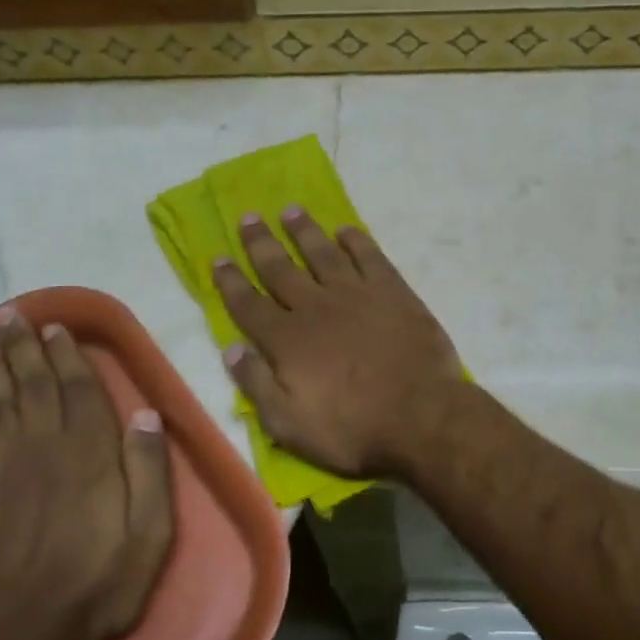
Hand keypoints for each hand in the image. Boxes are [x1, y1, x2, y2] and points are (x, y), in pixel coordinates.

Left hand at [0, 309, 173, 639]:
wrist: (18, 636)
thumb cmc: (97, 583)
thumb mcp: (150, 534)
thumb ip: (151, 471)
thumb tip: (146, 414)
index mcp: (89, 454)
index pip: (78, 390)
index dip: (67, 355)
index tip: (56, 327)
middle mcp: (42, 448)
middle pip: (32, 385)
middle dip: (23, 347)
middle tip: (13, 314)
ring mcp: (0, 470)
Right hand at [212, 208, 463, 480]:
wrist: (421, 416)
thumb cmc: (352, 429)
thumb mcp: (289, 425)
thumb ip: (256, 385)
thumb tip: (230, 349)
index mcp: (286, 340)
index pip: (248, 304)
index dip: (230, 281)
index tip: (218, 258)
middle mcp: (315, 307)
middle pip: (280, 268)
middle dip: (261, 242)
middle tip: (248, 216)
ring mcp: (355, 294)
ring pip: (322, 253)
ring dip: (304, 230)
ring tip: (290, 210)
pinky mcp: (392, 291)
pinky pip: (369, 256)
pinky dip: (355, 240)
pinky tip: (345, 230)